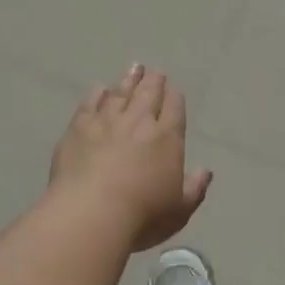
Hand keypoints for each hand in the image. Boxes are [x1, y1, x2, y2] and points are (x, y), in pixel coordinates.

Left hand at [50, 64, 211, 251]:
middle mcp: (139, 121)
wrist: (91, 213)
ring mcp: (107, 121)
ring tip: (134, 69)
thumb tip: (206, 171)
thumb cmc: (142, 215)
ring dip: (128, 80)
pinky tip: (99, 88)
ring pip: (120, 92)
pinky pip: (90, 103)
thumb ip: (195, 188)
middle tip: (154, 71)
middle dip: (154, 81)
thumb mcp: (179, 209)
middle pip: (148, 93)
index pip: (174, 108)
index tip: (174, 89)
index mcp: (167, 137)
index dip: (174, 97)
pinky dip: (96, 93)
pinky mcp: (79, 127)